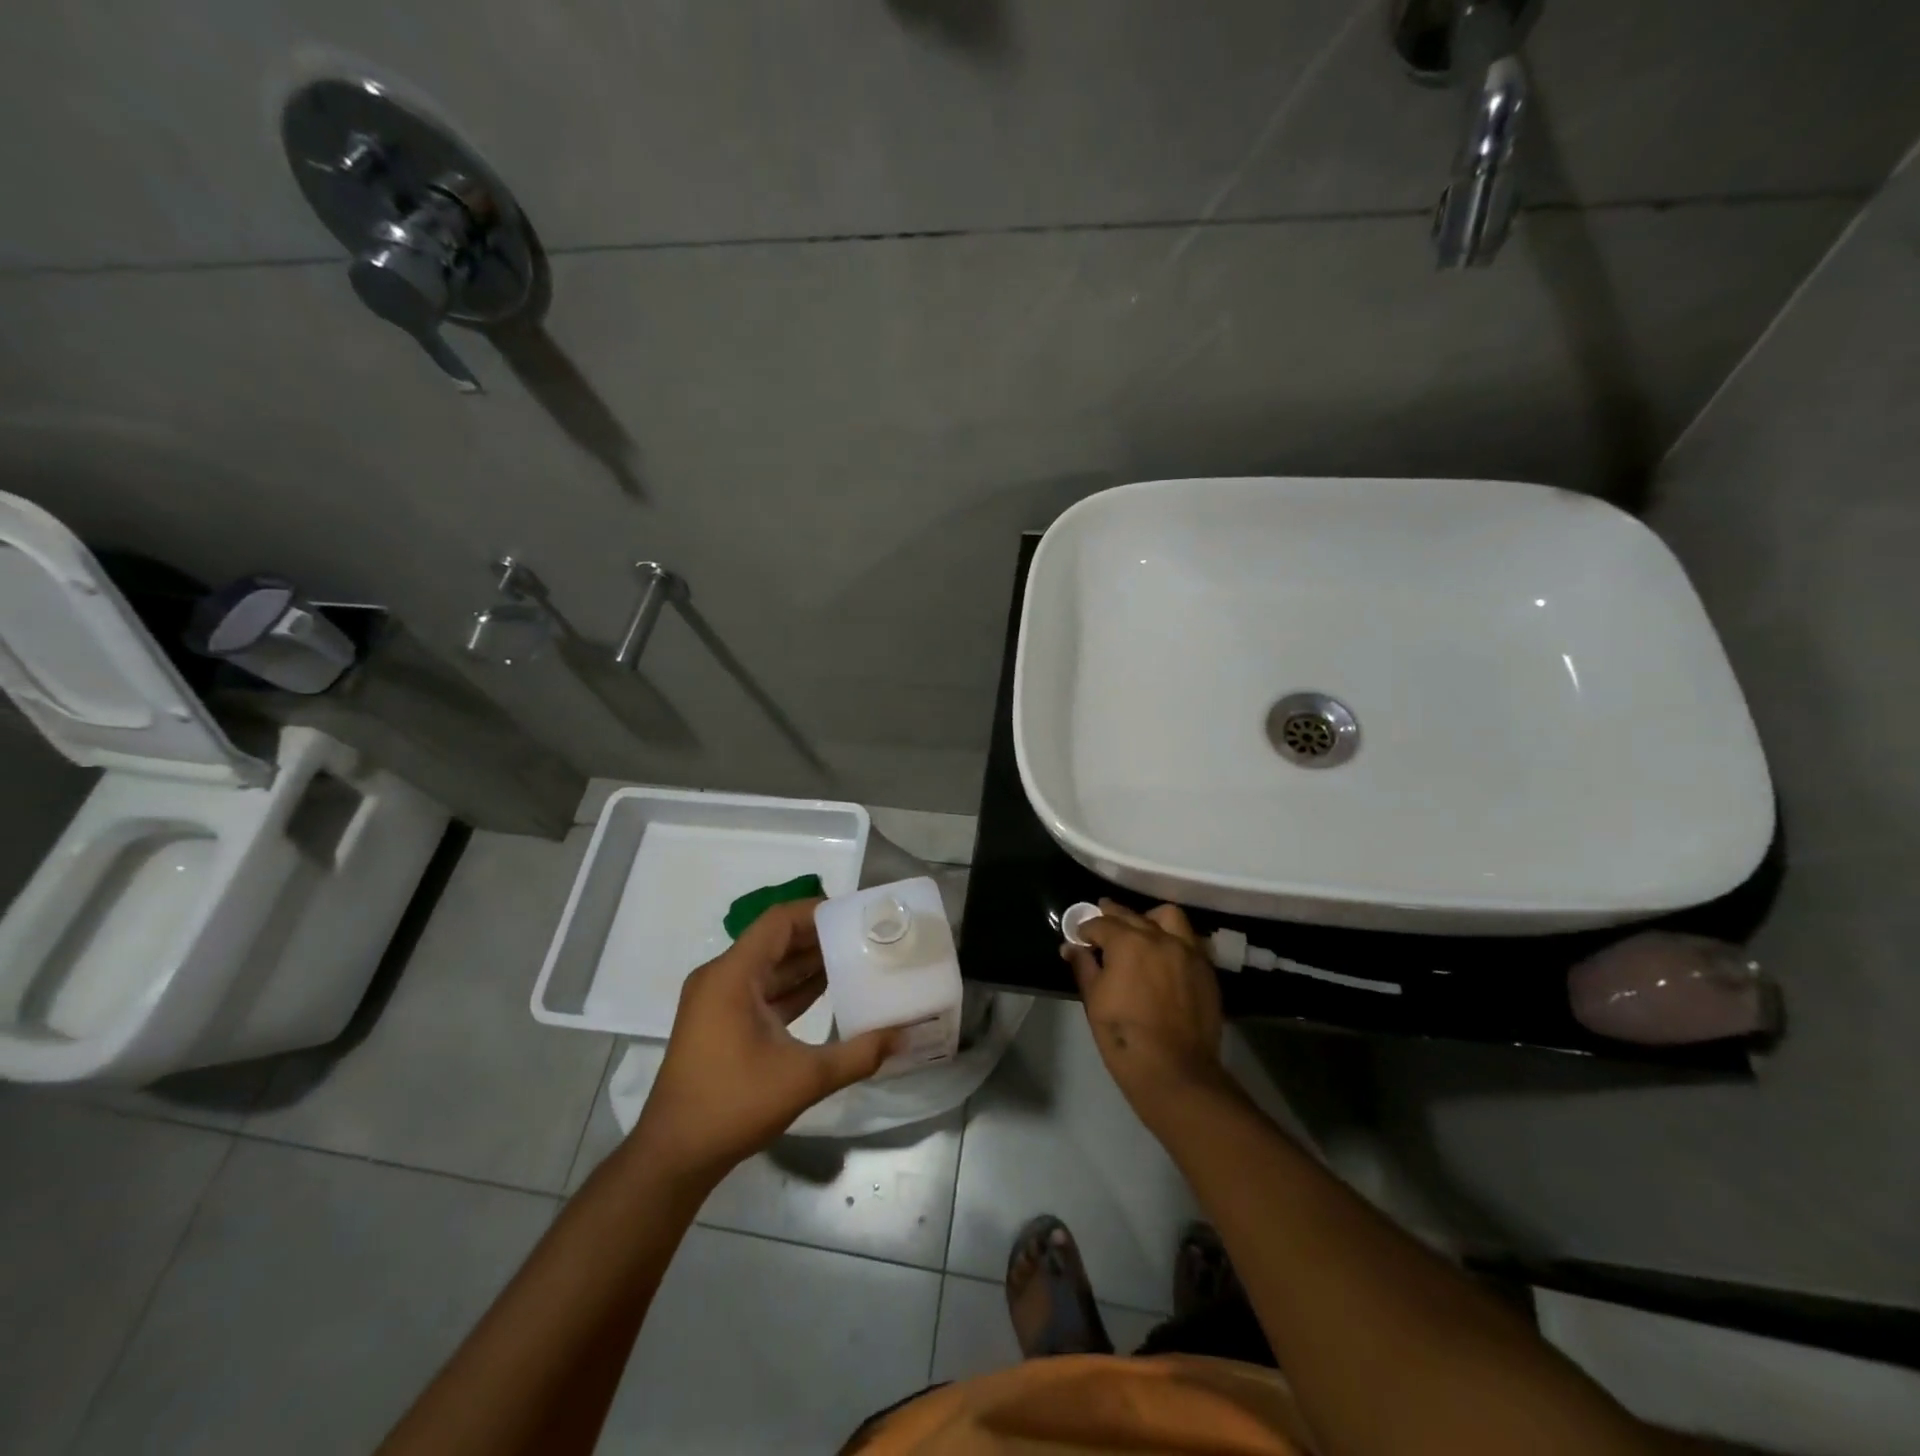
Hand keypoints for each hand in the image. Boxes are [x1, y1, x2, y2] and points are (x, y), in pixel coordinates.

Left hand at [633, 899, 895, 1183]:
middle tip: (864, 936)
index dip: (817, 912)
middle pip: (775, 939)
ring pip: (769, 965)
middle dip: (819, 936)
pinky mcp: (720, 1021)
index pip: (779, 921)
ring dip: (807, 961)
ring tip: (855, 957)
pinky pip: (761, 989)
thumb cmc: (733, 1105)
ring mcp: (717, 1000)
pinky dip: (792, 986)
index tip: (856, 915)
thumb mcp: (804, 1079)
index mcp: (732, 975)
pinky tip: (828, 989)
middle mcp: (721, 977)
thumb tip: (902, 1034)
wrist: (674, 1155)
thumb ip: (857, 1054)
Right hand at [1063, 900, 1226, 1116]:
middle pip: (1132, 915)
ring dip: (1149, 919)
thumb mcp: (1094, 999)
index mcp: (1128, 942)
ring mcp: (1188, 951)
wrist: (1175, 1071)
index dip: (1086, 929)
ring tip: (1140, 932)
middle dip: (1113, 917)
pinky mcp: (1206, 968)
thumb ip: (1084, 966)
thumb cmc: (1124, 1036)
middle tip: (1101, 925)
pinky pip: (1188, 940)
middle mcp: (1160, 937)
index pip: (1101, 923)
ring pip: (1168, 917)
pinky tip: (1163, 956)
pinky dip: (1172, 939)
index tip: (1079, 937)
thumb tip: (1071, 947)